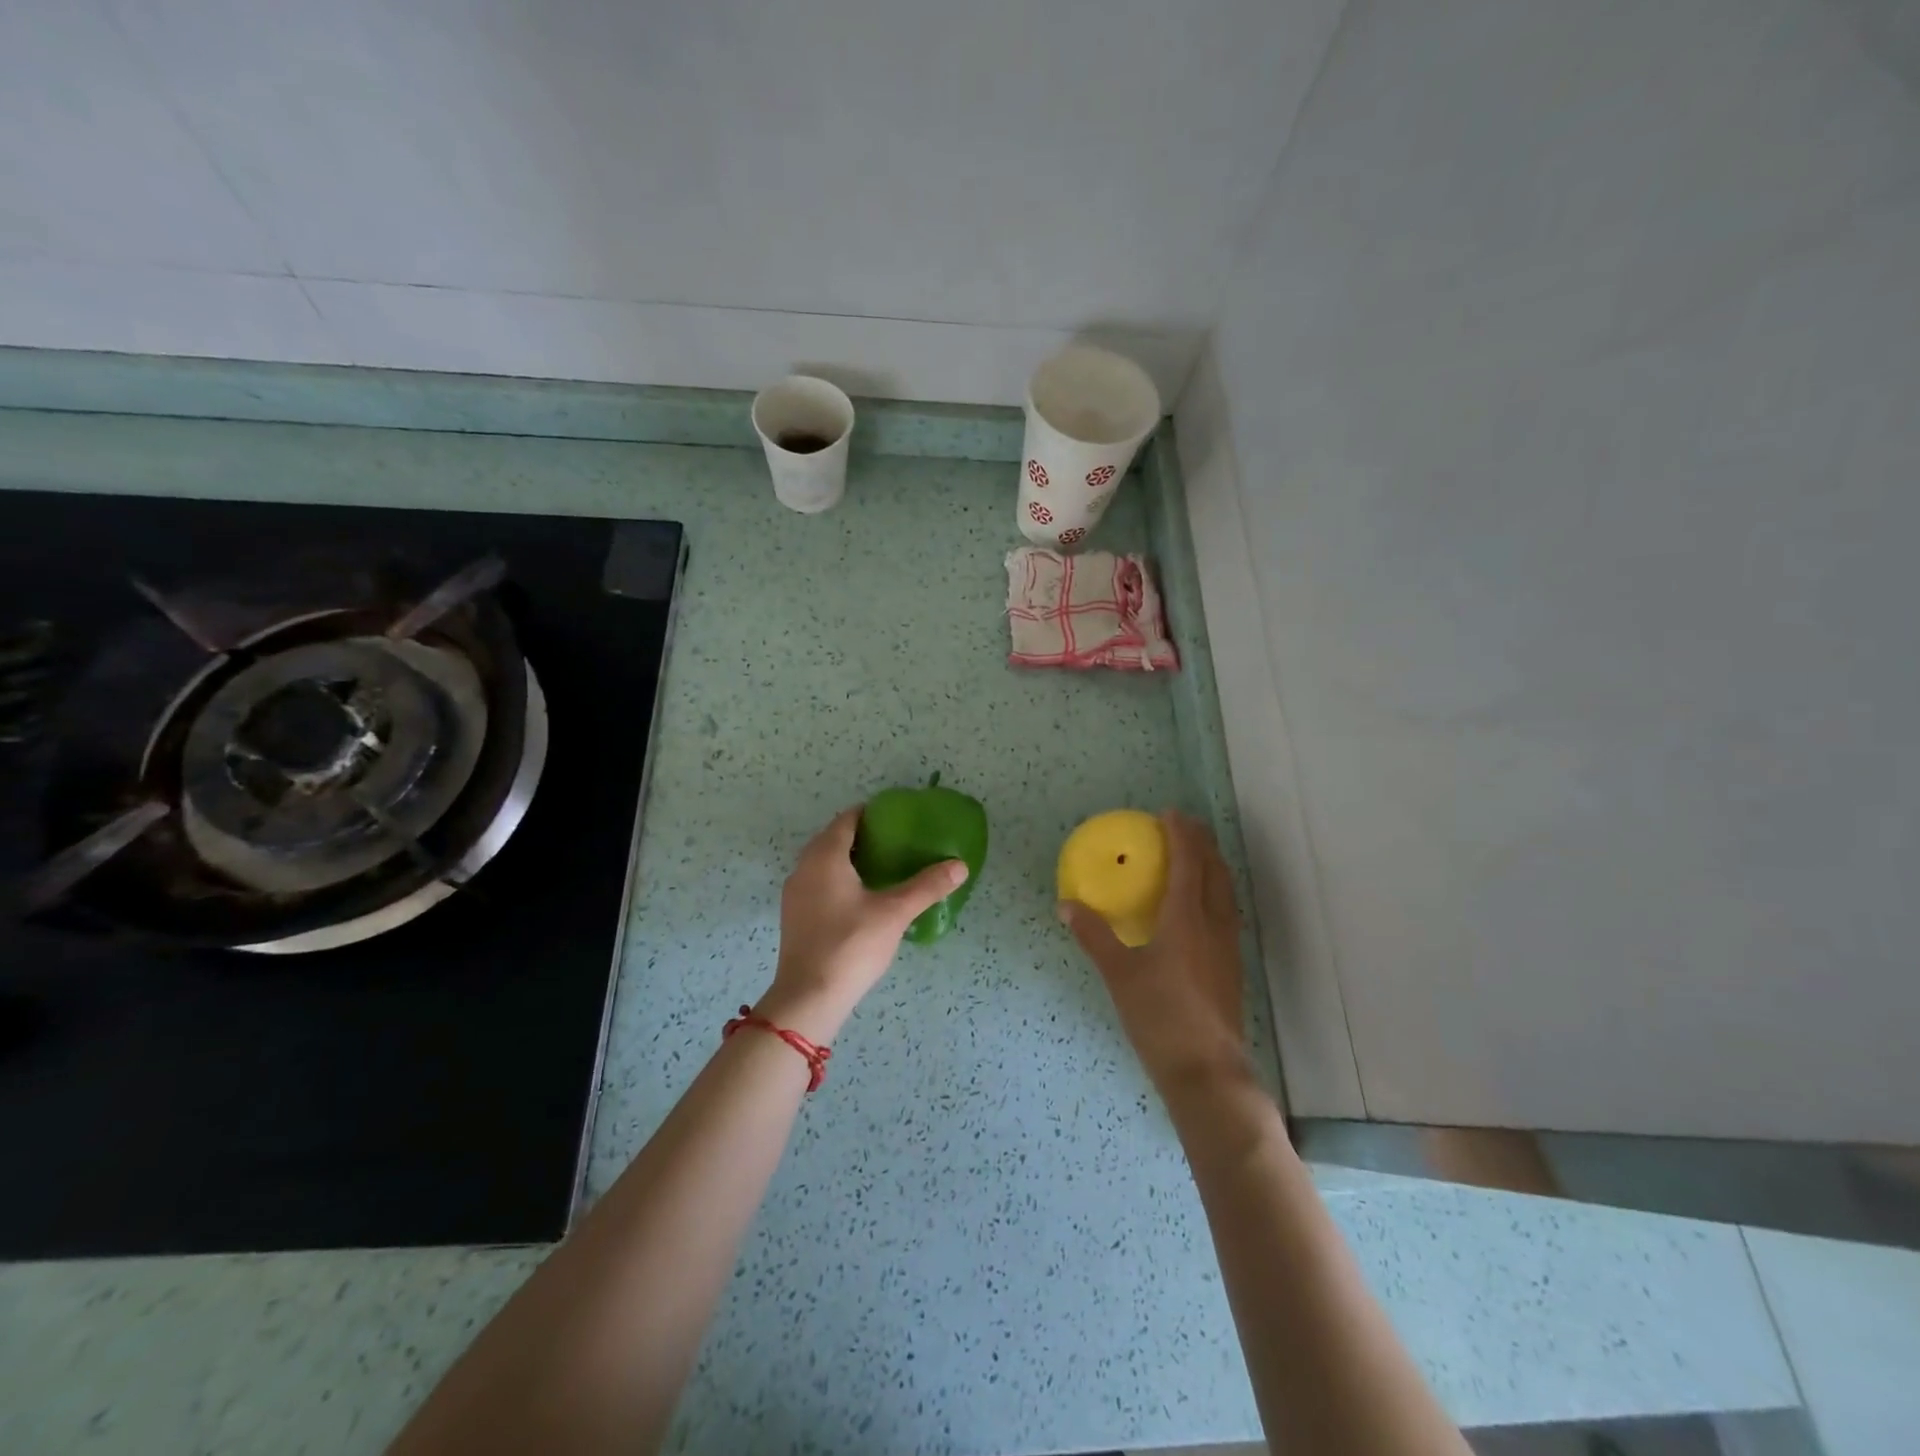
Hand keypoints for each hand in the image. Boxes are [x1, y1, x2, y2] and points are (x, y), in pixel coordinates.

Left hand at [760, 807, 967, 1042]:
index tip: (896, 818)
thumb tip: (960, 866)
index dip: (870, 814)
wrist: (809, 997)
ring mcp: (794, 894)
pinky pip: (816, 883)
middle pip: (832, 839)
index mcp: (825, 857)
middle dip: (861, 836)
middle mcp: (804, 868)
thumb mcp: (894, 913)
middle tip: (894, 842)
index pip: (846, 820)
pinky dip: (837, 880)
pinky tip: (860, 898)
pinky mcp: (794, 916)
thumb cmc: (851, 945)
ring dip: (847, 859)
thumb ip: (927, 886)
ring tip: (881, 868)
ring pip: (822, 863)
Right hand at [1059, 810, 1249, 1091]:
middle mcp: (1214, 923)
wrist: (1206, 1071)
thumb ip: (1094, 936)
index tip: (1168, 813)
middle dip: (1202, 842)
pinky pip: (1226, 911)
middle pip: (1215, 870)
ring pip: (1225, 891)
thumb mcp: (1119, 974)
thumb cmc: (1160, 1016)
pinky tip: (1200, 907)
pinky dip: (1214, 891)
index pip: (1188, 862)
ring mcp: (1228, 946)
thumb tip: (1067, 905)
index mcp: (1187, 918)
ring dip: (1212, 865)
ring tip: (1195, 856)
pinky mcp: (1232, 966)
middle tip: (1184, 826)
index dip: (1181, 834)